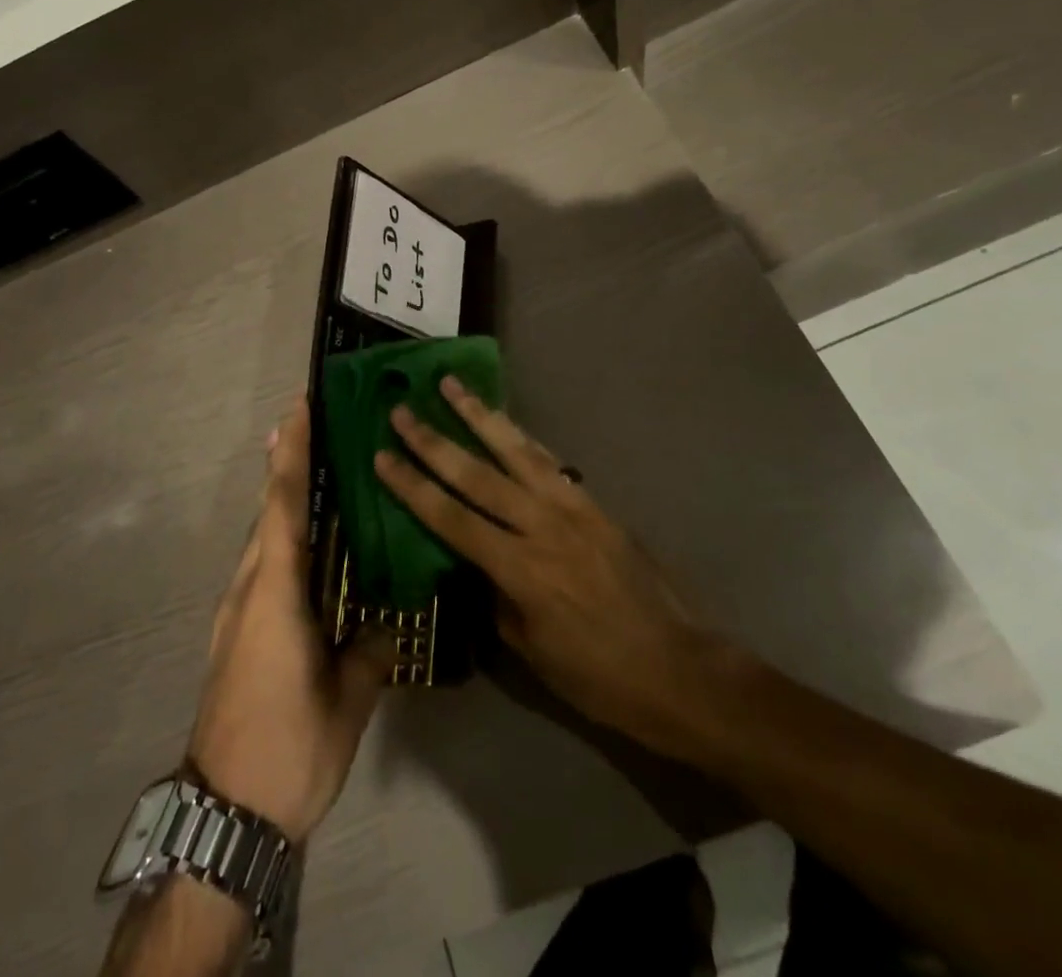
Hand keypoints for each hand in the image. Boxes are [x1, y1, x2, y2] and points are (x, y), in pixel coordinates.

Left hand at [186, 395, 393, 842]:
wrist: (224, 812)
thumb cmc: (288, 749)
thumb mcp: (345, 703)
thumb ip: (369, 652)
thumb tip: (388, 620)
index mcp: (274, 594)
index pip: (284, 508)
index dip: (291, 455)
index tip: (297, 409)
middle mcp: (249, 590)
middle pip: (269, 514)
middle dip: (287, 467)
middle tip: (317, 427)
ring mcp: (237, 611)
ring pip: (263, 540)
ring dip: (284, 502)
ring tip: (319, 474)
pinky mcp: (235, 632)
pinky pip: (262, 567)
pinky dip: (281, 540)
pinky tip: (309, 549)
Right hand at [374, 379, 737, 760]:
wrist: (679, 669)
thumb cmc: (598, 675)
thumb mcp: (531, 651)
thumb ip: (496, 597)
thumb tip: (474, 562)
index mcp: (520, 569)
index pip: (450, 518)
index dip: (412, 486)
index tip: (382, 456)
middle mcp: (541, 526)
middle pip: (476, 474)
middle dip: (433, 441)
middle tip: (402, 410)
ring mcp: (572, 507)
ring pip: (514, 450)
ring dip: (478, 415)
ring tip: (451, 384)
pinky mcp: (594, 503)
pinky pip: (548, 460)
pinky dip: (521, 435)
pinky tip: (504, 420)